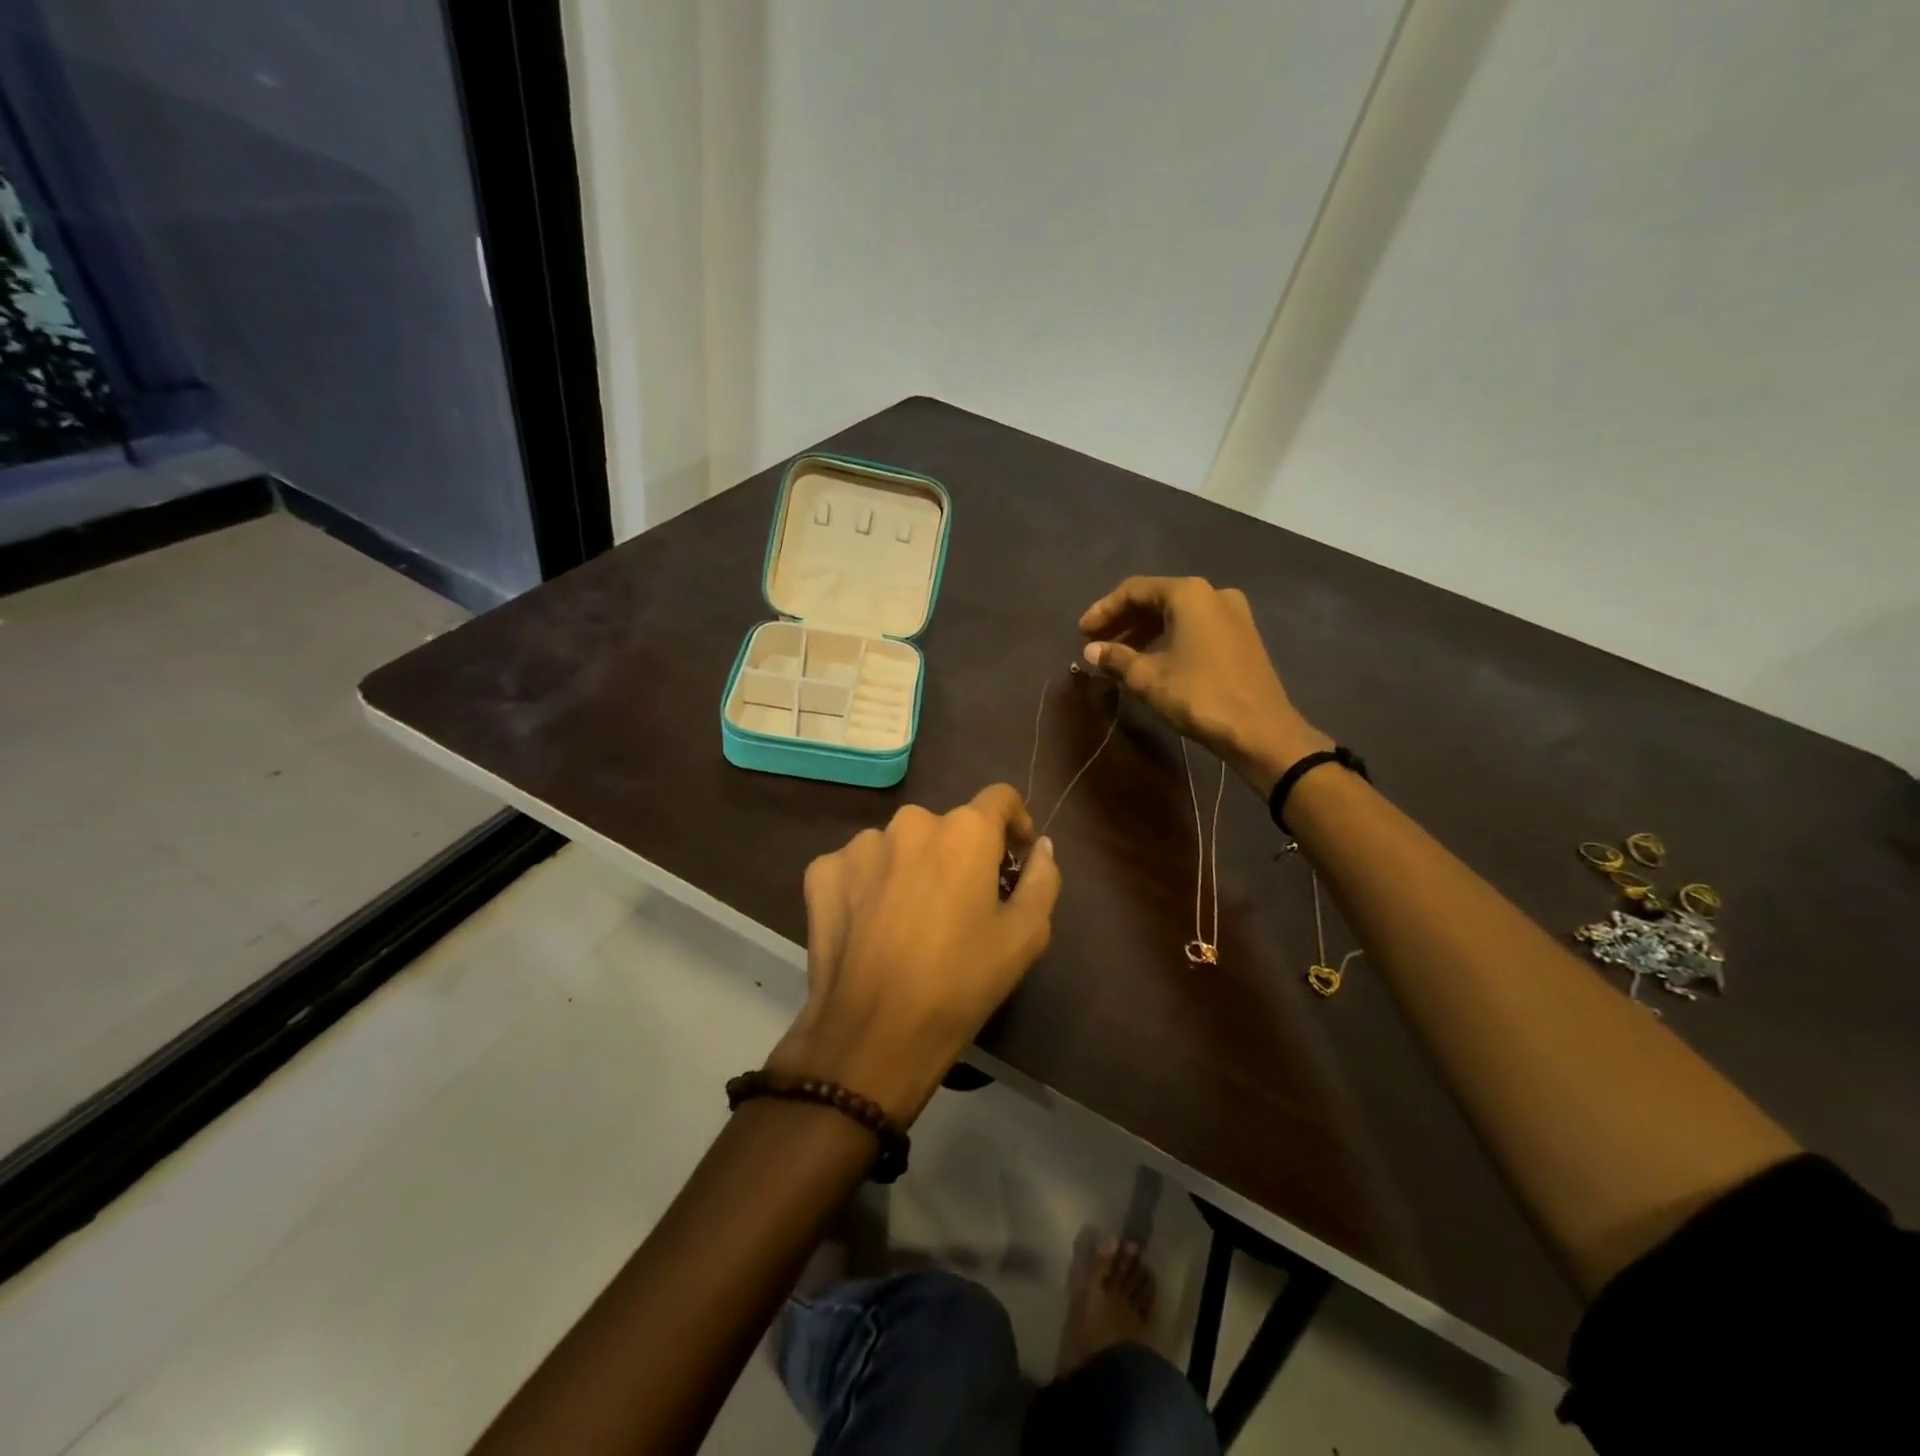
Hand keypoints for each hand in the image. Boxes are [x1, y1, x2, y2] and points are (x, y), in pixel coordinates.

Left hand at [765, 785, 1061, 1123]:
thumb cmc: (960, 982)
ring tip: (911, 919)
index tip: (1014, 856)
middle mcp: (910, 822)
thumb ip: (1042, 878)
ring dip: (912, 868)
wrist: (872, 1032)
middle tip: (962, 903)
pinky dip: (870, 885)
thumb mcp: (1025, 935)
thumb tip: (1042, 846)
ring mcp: (860, 844)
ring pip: (899, 845)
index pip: (1000, 798)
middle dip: (960, 854)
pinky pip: (858, 866)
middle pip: (947, 826)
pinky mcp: (822, 870)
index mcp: (964, 830)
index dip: (1015, 822)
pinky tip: (872, 925)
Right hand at [1079, 575, 1329, 795]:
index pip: (1134, 590)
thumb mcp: (1148, 678)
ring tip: (1119, 655)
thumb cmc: (1200, 696)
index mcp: (1189, 594)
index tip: (1082, 633)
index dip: (1104, 610)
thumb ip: (1117, 658)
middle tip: (1096, 642)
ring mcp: (1232, 614)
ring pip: (1177, 614)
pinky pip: (1195, 627)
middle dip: (1123, 620)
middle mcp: (1212, 594)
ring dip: (1145, 631)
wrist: (1261, 731)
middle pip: (1156, 598)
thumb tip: (1091, 649)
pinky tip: (1152, 660)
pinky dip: (1169, 638)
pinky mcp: (1241, 636)